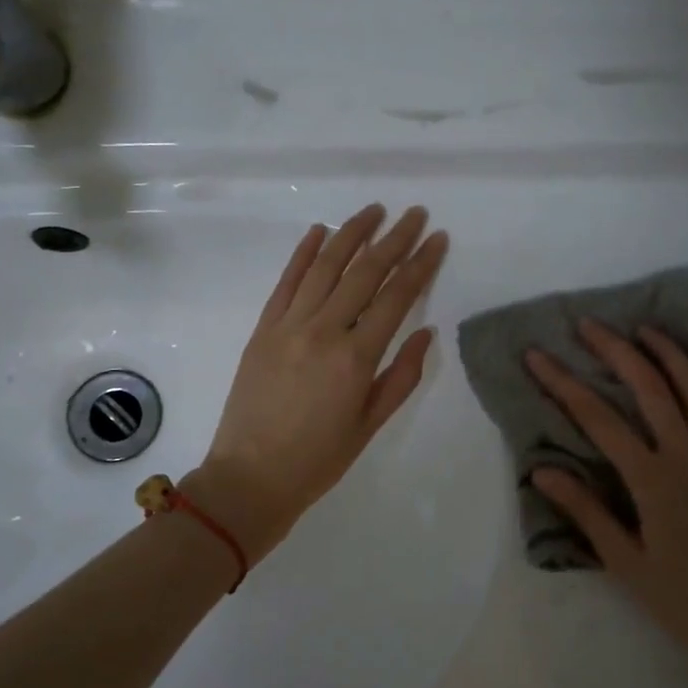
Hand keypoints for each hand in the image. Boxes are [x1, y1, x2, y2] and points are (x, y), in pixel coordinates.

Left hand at [189, 204, 448, 560]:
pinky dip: (303, 253)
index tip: (437, 239)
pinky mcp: (263, 328)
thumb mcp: (370, 423)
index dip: (420, 264)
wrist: (250, 477)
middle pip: (364, 272)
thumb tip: (425, 331)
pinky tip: (320, 231)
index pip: (396, 296)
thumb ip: (401, 375)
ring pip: (325, 266)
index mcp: (355, 357)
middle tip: (414, 214)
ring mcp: (288, 324)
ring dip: (351, 233)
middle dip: (394, 238)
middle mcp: (323, 330)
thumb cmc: (318, 459)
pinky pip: (286, 281)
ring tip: (374, 211)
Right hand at [525, 320, 687, 687]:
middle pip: (650, 388)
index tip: (536, 355)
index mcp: (653, 482)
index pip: (598, 420)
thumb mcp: (626, 565)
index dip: (562, 384)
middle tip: (589, 324)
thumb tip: (541, 469)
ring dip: (669, 352)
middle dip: (615, 350)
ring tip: (643, 328)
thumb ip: (585, 512)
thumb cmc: (686, 603)